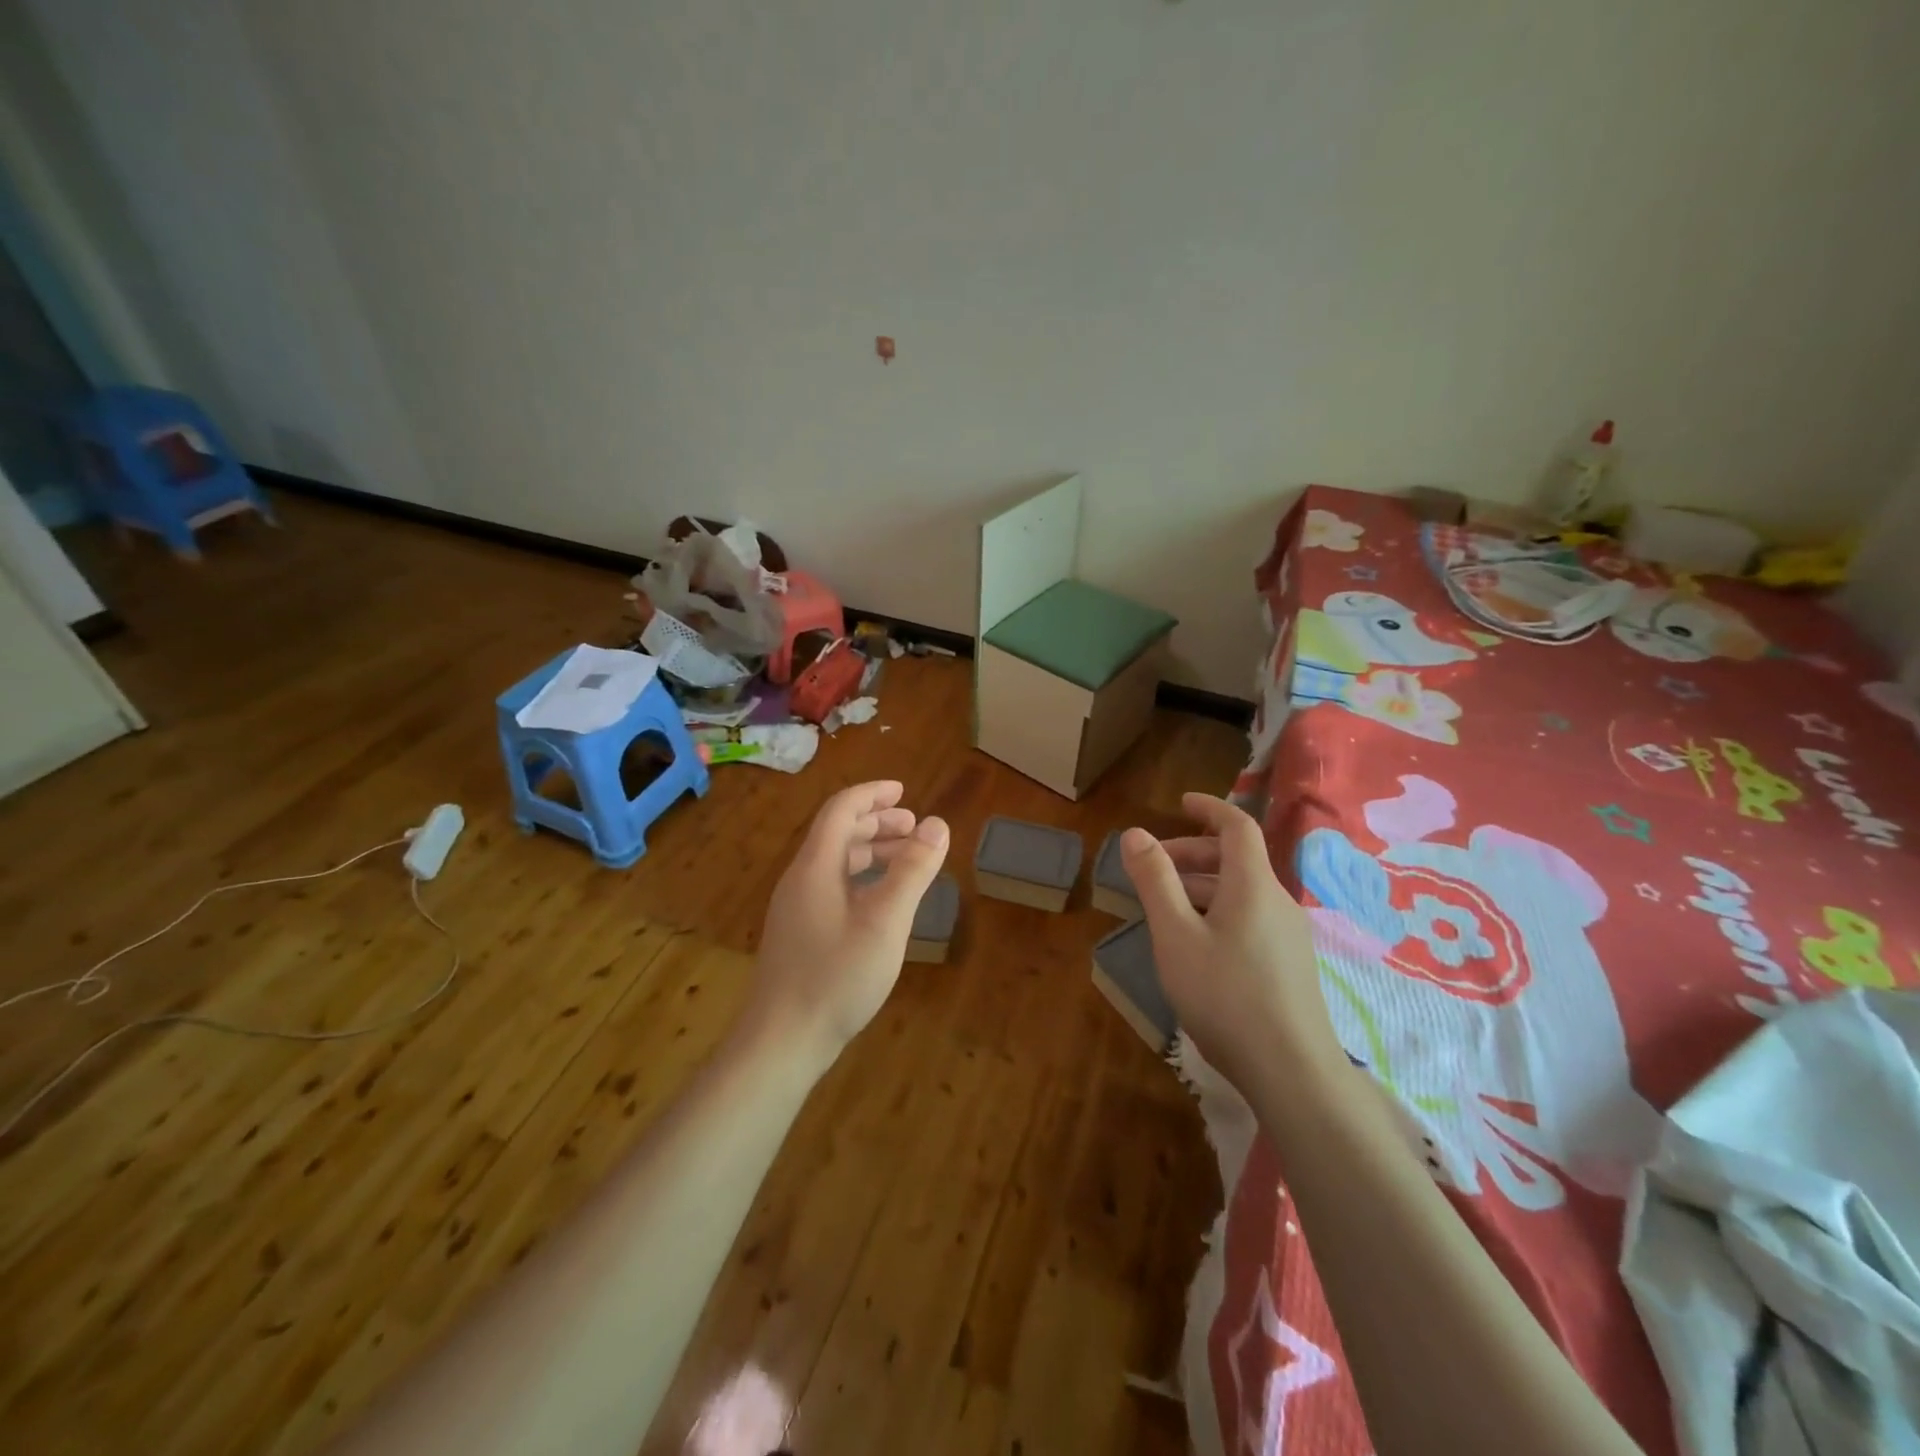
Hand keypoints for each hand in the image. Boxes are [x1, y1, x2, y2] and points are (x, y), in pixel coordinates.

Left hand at [748, 780, 949, 1065]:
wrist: (781, 1042)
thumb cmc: (836, 977)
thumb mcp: (885, 922)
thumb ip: (912, 871)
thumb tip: (937, 824)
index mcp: (816, 867)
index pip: (841, 811)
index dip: (872, 795)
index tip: (904, 791)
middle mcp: (801, 880)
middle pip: (837, 834)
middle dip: (877, 822)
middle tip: (914, 827)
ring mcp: (797, 909)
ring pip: (835, 863)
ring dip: (871, 851)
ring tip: (907, 858)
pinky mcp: (800, 935)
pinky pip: (833, 888)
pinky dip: (862, 879)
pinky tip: (882, 902)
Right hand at [1121, 793, 1343, 1096]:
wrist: (1292, 1072)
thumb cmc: (1224, 995)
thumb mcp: (1175, 935)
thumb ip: (1155, 881)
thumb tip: (1136, 833)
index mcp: (1253, 885)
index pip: (1237, 826)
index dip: (1209, 808)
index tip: (1180, 802)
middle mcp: (1277, 901)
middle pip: (1237, 859)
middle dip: (1193, 852)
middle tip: (1154, 866)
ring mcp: (1289, 935)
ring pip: (1242, 891)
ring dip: (1202, 885)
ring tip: (1164, 907)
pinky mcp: (1290, 964)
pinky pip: (1250, 917)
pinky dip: (1218, 910)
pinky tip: (1195, 943)